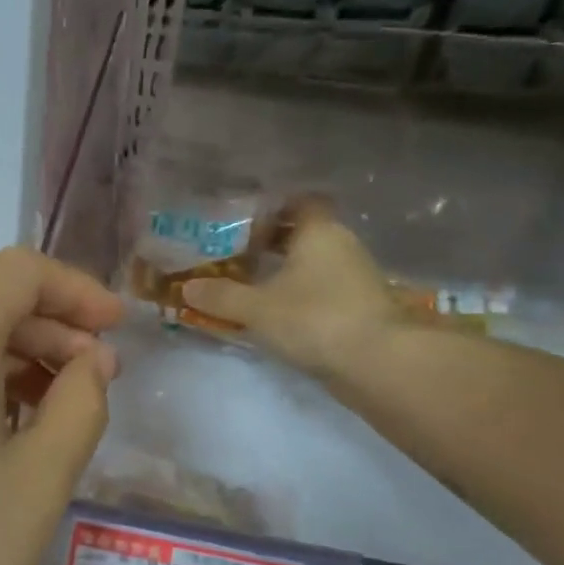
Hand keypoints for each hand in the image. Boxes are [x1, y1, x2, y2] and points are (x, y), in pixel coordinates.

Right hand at [182, 201, 399, 381]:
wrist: (377, 362)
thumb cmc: (314, 318)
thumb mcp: (256, 308)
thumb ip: (221, 296)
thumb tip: (186, 288)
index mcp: (319, 231)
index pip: (299, 202)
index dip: (273, 209)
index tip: (244, 225)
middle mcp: (341, 245)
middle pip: (304, 234)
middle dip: (272, 244)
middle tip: (236, 257)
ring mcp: (355, 277)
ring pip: (314, 264)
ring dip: (286, 273)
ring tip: (250, 288)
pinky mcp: (360, 307)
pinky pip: (323, 290)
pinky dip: (301, 297)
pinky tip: (276, 315)